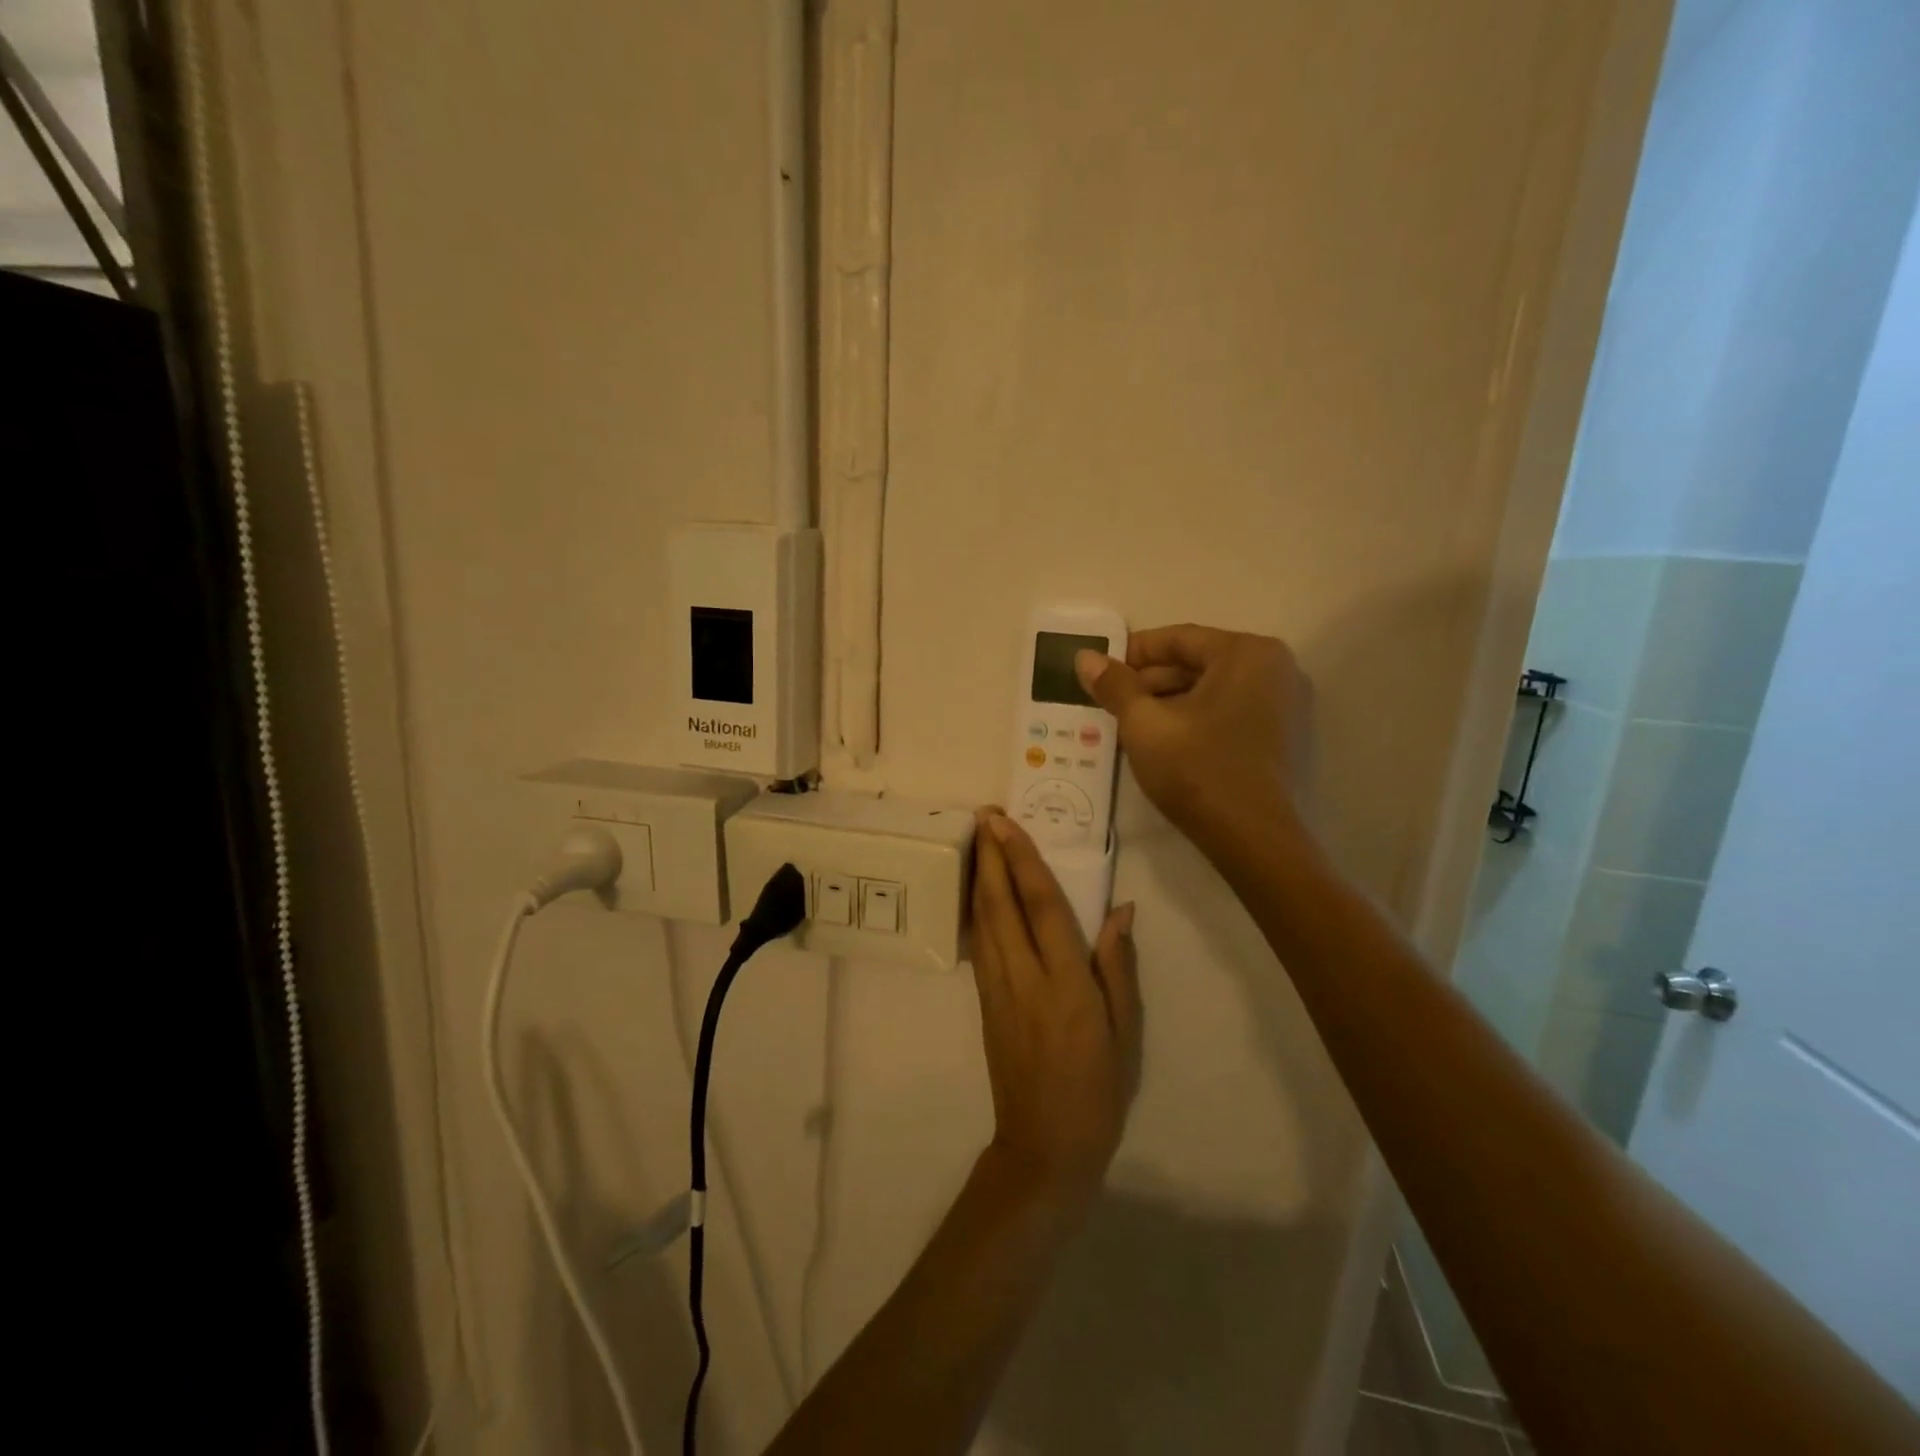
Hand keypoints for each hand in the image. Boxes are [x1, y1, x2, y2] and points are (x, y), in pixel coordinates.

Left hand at [969, 809, 1141, 1204]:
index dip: (1022, 859)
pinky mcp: (984, 1003)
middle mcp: (1025, 978)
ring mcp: (998, 990)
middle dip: (990, 855)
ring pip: (983, 920)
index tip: (1005, 823)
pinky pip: (980, 944)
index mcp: (1066, 984)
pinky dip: (977, 909)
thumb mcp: (1126, 1032)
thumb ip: (1118, 967)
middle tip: (982, 815)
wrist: (1044, 1147)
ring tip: (978, 840)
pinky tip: (978, 891)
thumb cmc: (1098, 1090)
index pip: (1041, 906)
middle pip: (1000, 904)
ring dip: (979, 876)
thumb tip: (1121, 911)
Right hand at [1075, 624, 1302, 842]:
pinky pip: (1224, 712)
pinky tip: (1158, 741)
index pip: (1178, 639)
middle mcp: (1273, 669)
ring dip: (1165, 702)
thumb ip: (1114, 685)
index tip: (1098, 671)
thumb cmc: (1197, 768)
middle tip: (1107, 701)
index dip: (1131, 653)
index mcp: (1247, 653)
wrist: (1251, 838)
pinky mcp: (1277, 736)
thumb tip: (1085, 657)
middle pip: (1195, 663)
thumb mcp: (1144, 723)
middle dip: (1147, 682)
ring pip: (1208, 691)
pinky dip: (1190, 719)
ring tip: (1124, 724)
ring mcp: (1281, 704)